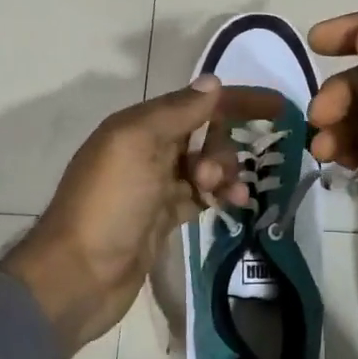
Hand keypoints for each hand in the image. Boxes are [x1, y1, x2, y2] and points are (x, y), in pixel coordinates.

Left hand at [2, 77, 280, 358]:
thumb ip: (177, 112)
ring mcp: (156, 185)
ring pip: (206, 165)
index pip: (196, 102)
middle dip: (223, 147)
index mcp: (138, 126)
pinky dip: (220, 194)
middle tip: (214, 176)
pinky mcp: (164, 216)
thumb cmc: (108, 204)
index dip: (237, 101)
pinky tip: (234, 204)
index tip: (279, 107)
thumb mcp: (138, 145)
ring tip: (230, 195)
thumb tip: (213, 82)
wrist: (78, 275)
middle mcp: (147, 149)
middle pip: (204, 133)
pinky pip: (202, 194)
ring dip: (225, 172)